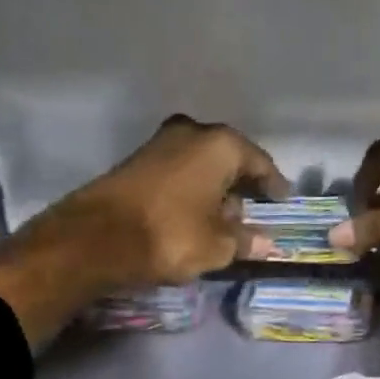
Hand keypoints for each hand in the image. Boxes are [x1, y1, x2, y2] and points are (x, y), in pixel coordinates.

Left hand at [0, 117, 288, 344]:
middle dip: (241, 184)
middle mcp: (192, 133)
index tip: (283, 200)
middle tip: (253, 210)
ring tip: (222, 217)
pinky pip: (177, 173)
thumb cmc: (171, 235)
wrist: (96, 238)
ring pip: (200, 164)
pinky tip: (192, 213)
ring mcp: (160, 143)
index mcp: (220, 145)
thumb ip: (246, 240)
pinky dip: (190, 189)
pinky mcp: (136, 161)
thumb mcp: (218, 245)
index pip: (259, 163)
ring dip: (213, 187)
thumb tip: (266, 243)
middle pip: (228, 159)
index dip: (274, 184)